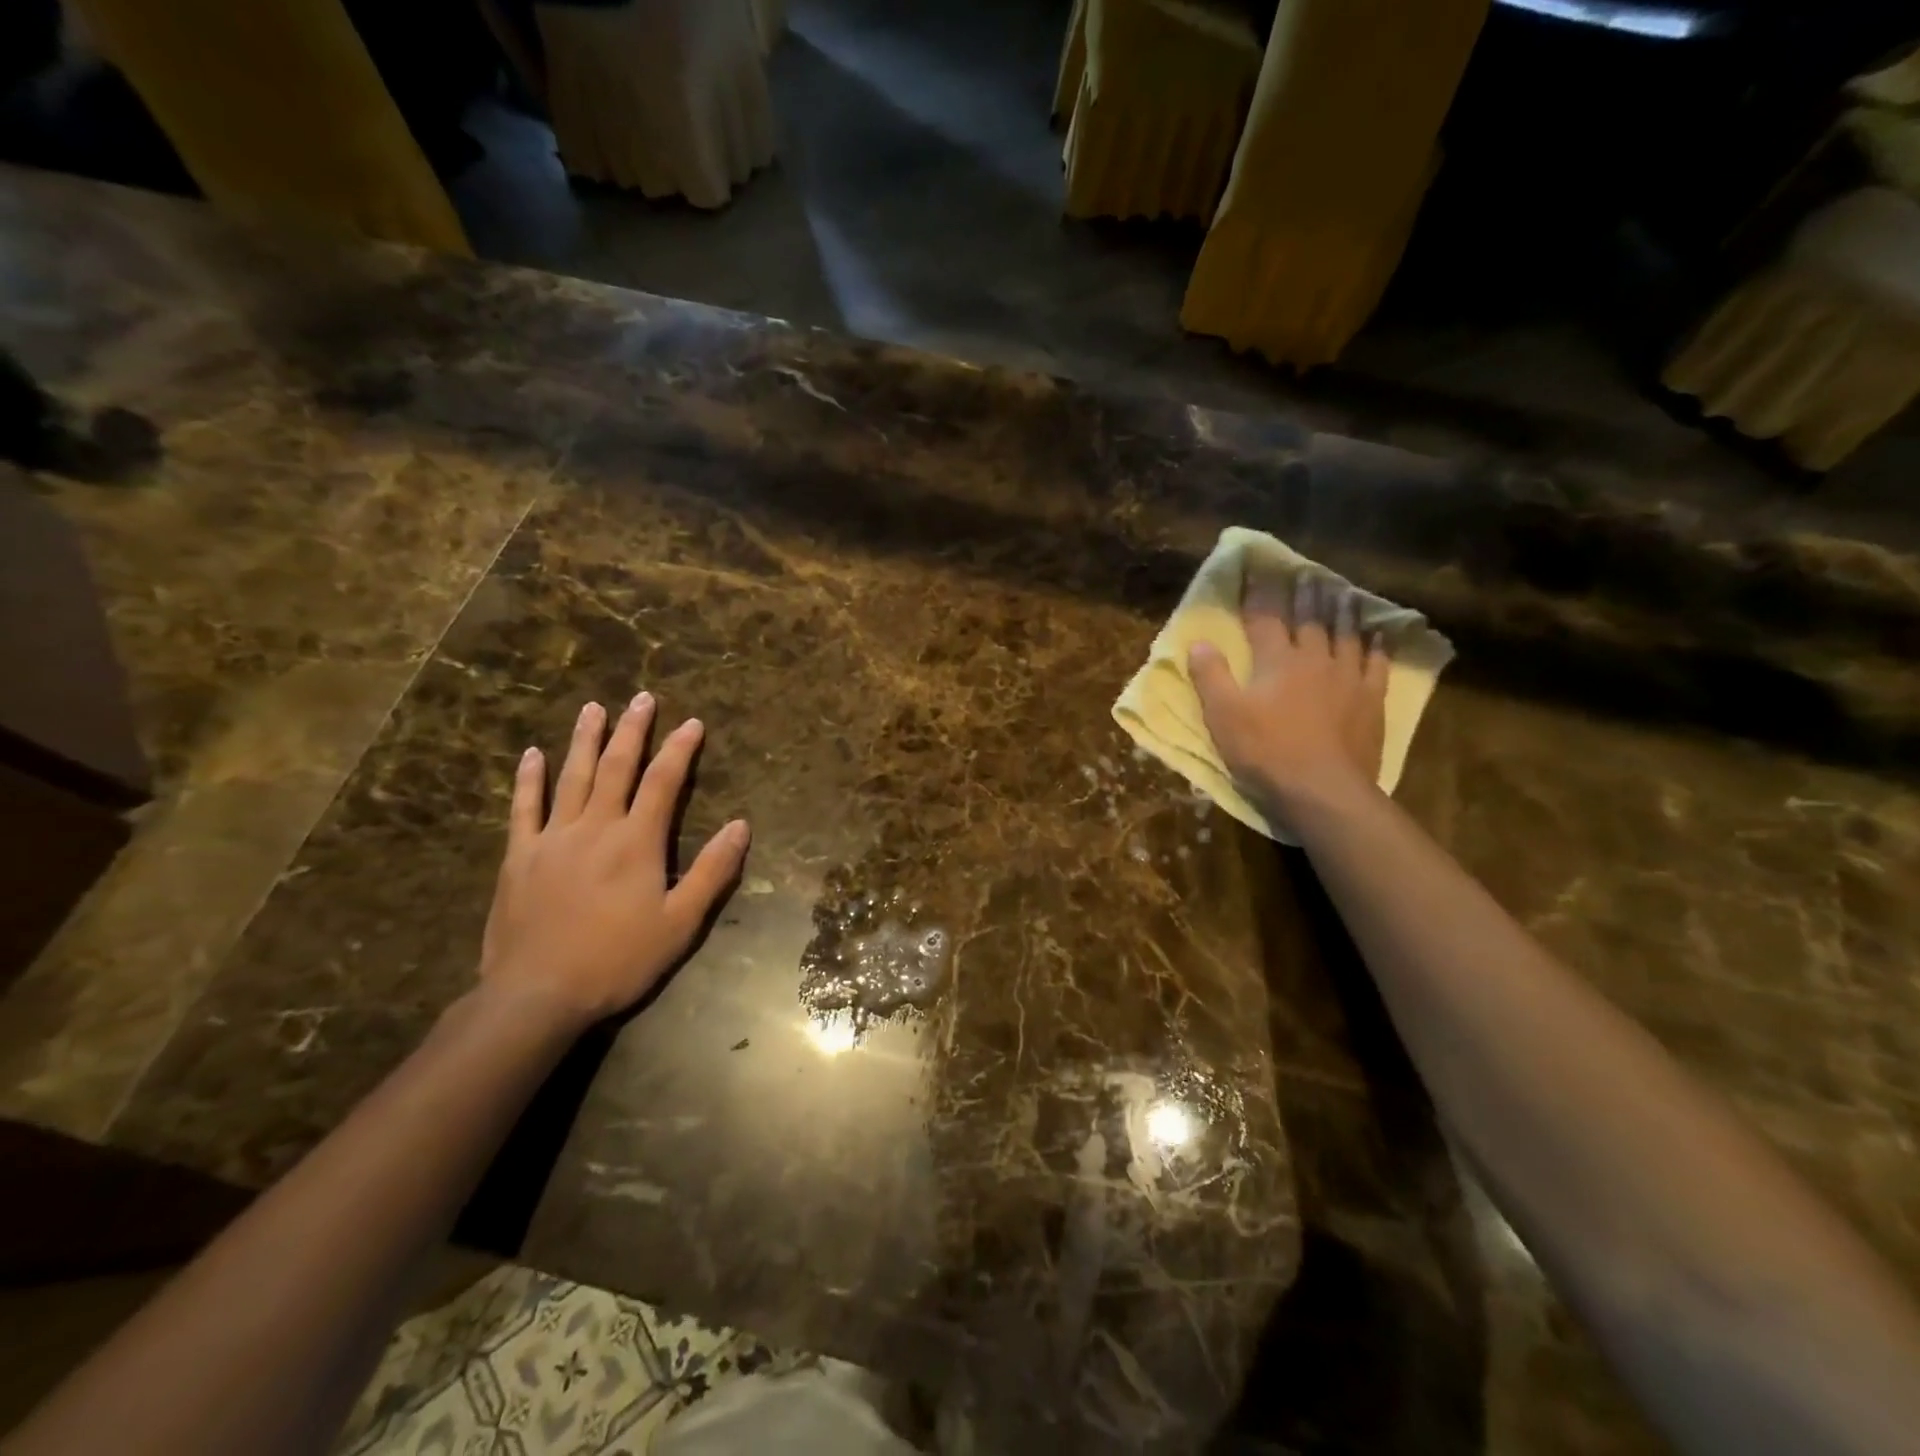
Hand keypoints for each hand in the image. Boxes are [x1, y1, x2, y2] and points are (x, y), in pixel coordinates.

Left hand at [480, 694, 750, 1028]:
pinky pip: (524, 808)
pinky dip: (529, 779)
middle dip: (633, 730)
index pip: (663, 783)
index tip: (693, 723)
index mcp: (637, 842)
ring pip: (572, 777)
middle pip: (617, 768)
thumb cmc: (618, 960)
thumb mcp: (680, 923)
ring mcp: (552, 839)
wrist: (537, 995)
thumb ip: (712, 871)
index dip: (680, 750)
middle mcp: (595, 827)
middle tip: (641, 698)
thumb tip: (741, 826)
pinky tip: (532, 754)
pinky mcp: (518, 856)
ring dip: (585, 740)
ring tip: (593, 708)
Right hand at [1188, 576, 1388, 826]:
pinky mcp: (1371, 701)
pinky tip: (1379, 636)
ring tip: (1341, 591)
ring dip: (1342, 611)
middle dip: (1304, 594)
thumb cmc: (1265, 752)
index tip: (1255, 570)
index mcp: (1277, 661)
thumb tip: (1198, 643)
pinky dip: (1377, 647)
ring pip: (1346, 635)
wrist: (1322, 790)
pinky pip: (1377, 665)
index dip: (1258, 593)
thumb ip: (1210, 676)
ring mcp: (1348, 679)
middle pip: (1310, 619)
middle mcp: (1315, 660)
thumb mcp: (1223, 716)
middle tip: (1306, 572)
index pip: (1264, 618)